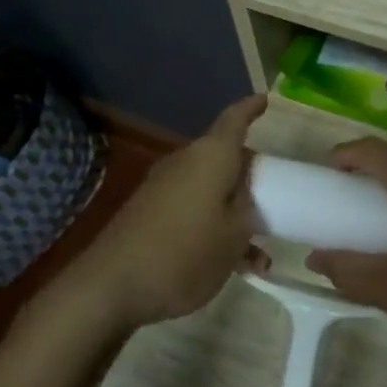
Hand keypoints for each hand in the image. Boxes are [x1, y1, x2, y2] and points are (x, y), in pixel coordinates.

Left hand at [68, 95, 267, 328]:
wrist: (111, 285)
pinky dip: (213, 228)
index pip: (234, 120)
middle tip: (275, 196)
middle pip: (224, 158)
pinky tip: (230, 266)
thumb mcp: (234, 235)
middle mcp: (185, 163)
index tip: (265, 100)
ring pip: (211, 190)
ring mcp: (163, 188)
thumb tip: (246, 194)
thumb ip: (248, 210)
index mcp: (210, 157)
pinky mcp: (149, 213)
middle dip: (250, 177)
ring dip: (235, 215)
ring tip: (258, 256)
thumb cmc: (184, 254)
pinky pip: (192, 210)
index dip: (251, 109)